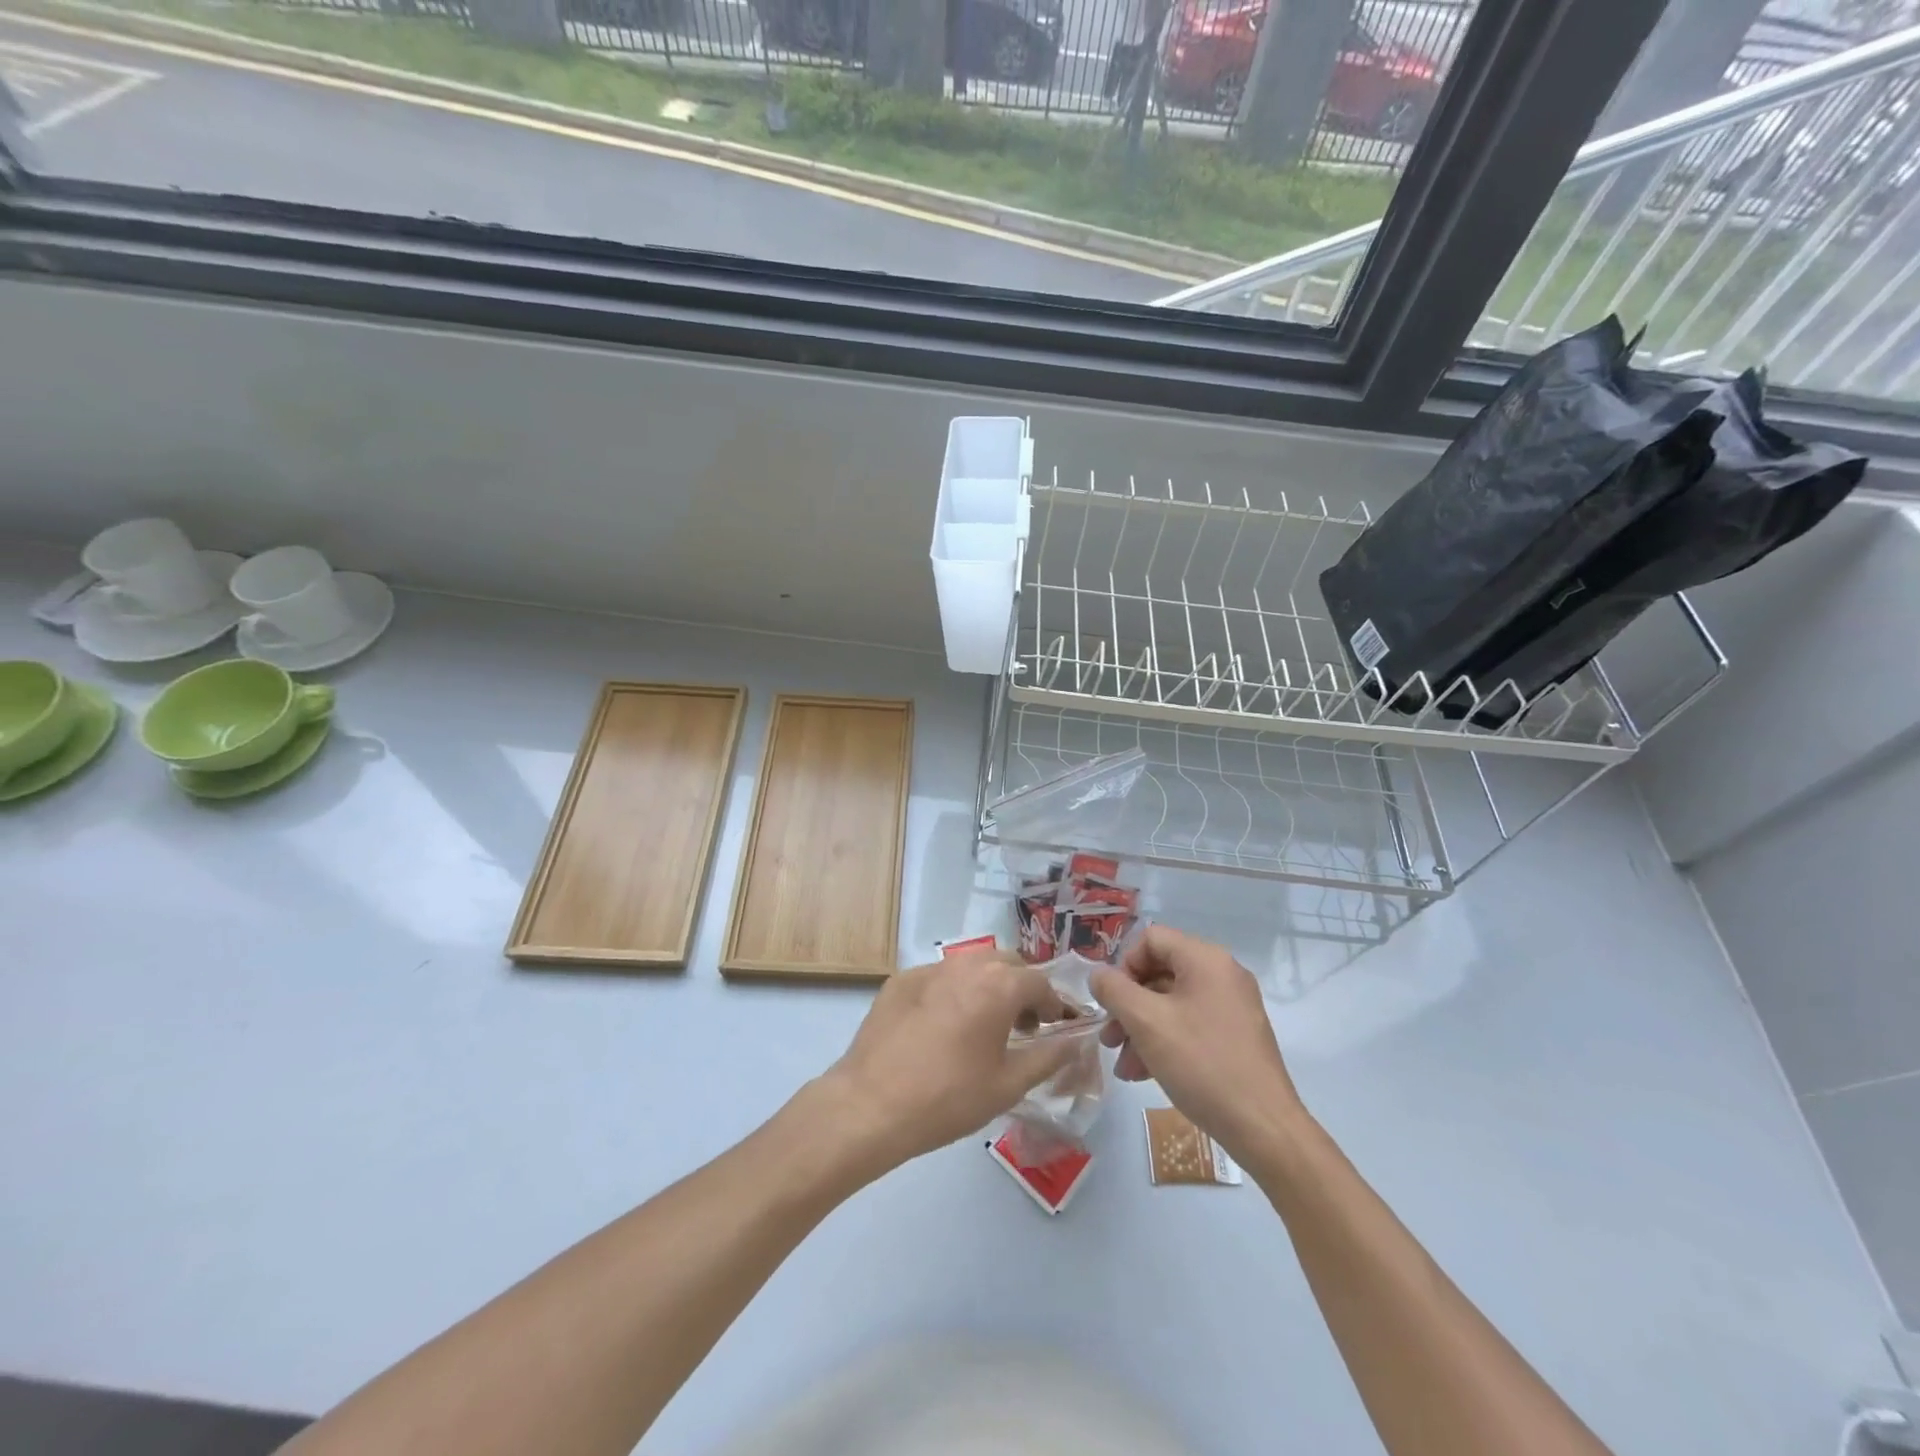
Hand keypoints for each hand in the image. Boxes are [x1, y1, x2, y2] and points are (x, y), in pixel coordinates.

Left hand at [818, 953, 1077, 1175]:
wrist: (871, 1104)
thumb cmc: (949, 1098)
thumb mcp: (1009, 1084)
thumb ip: (1049, 1057)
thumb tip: (1075, 1041)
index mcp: (998, 985)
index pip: (1041, 982)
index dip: (1054, 1004)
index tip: (1056, 1028)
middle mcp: (966, 965)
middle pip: (1007, 964)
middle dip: (1022, 989)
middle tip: (1023, 1026)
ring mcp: (929, 969)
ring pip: (972, 965)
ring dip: (988, 986)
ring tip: (985, 1025)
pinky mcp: (900, 980)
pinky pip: (940, 977)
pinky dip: (954, 993)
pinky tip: (944, 1028)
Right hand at [1091, 925, 1302, 1159]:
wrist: (1263, 1127)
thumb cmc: (1201, 1063)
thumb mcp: (1145, 1022)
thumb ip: (1114, 990)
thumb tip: (1099, 975)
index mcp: (1205, 959)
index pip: (1151, 939)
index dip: (1124, 965)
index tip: (1112, 1002)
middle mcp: (1223, 974)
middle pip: (1160, 973)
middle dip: (1128, 1005)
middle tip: (1108, 1038)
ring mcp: (1233, 1006)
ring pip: (1172, 1003)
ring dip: (1141, 1029)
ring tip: (1124, 1066)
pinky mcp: (1237, 1036)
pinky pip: (1190, 1025)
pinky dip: (1164, 1042)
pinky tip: (1145, 1074)